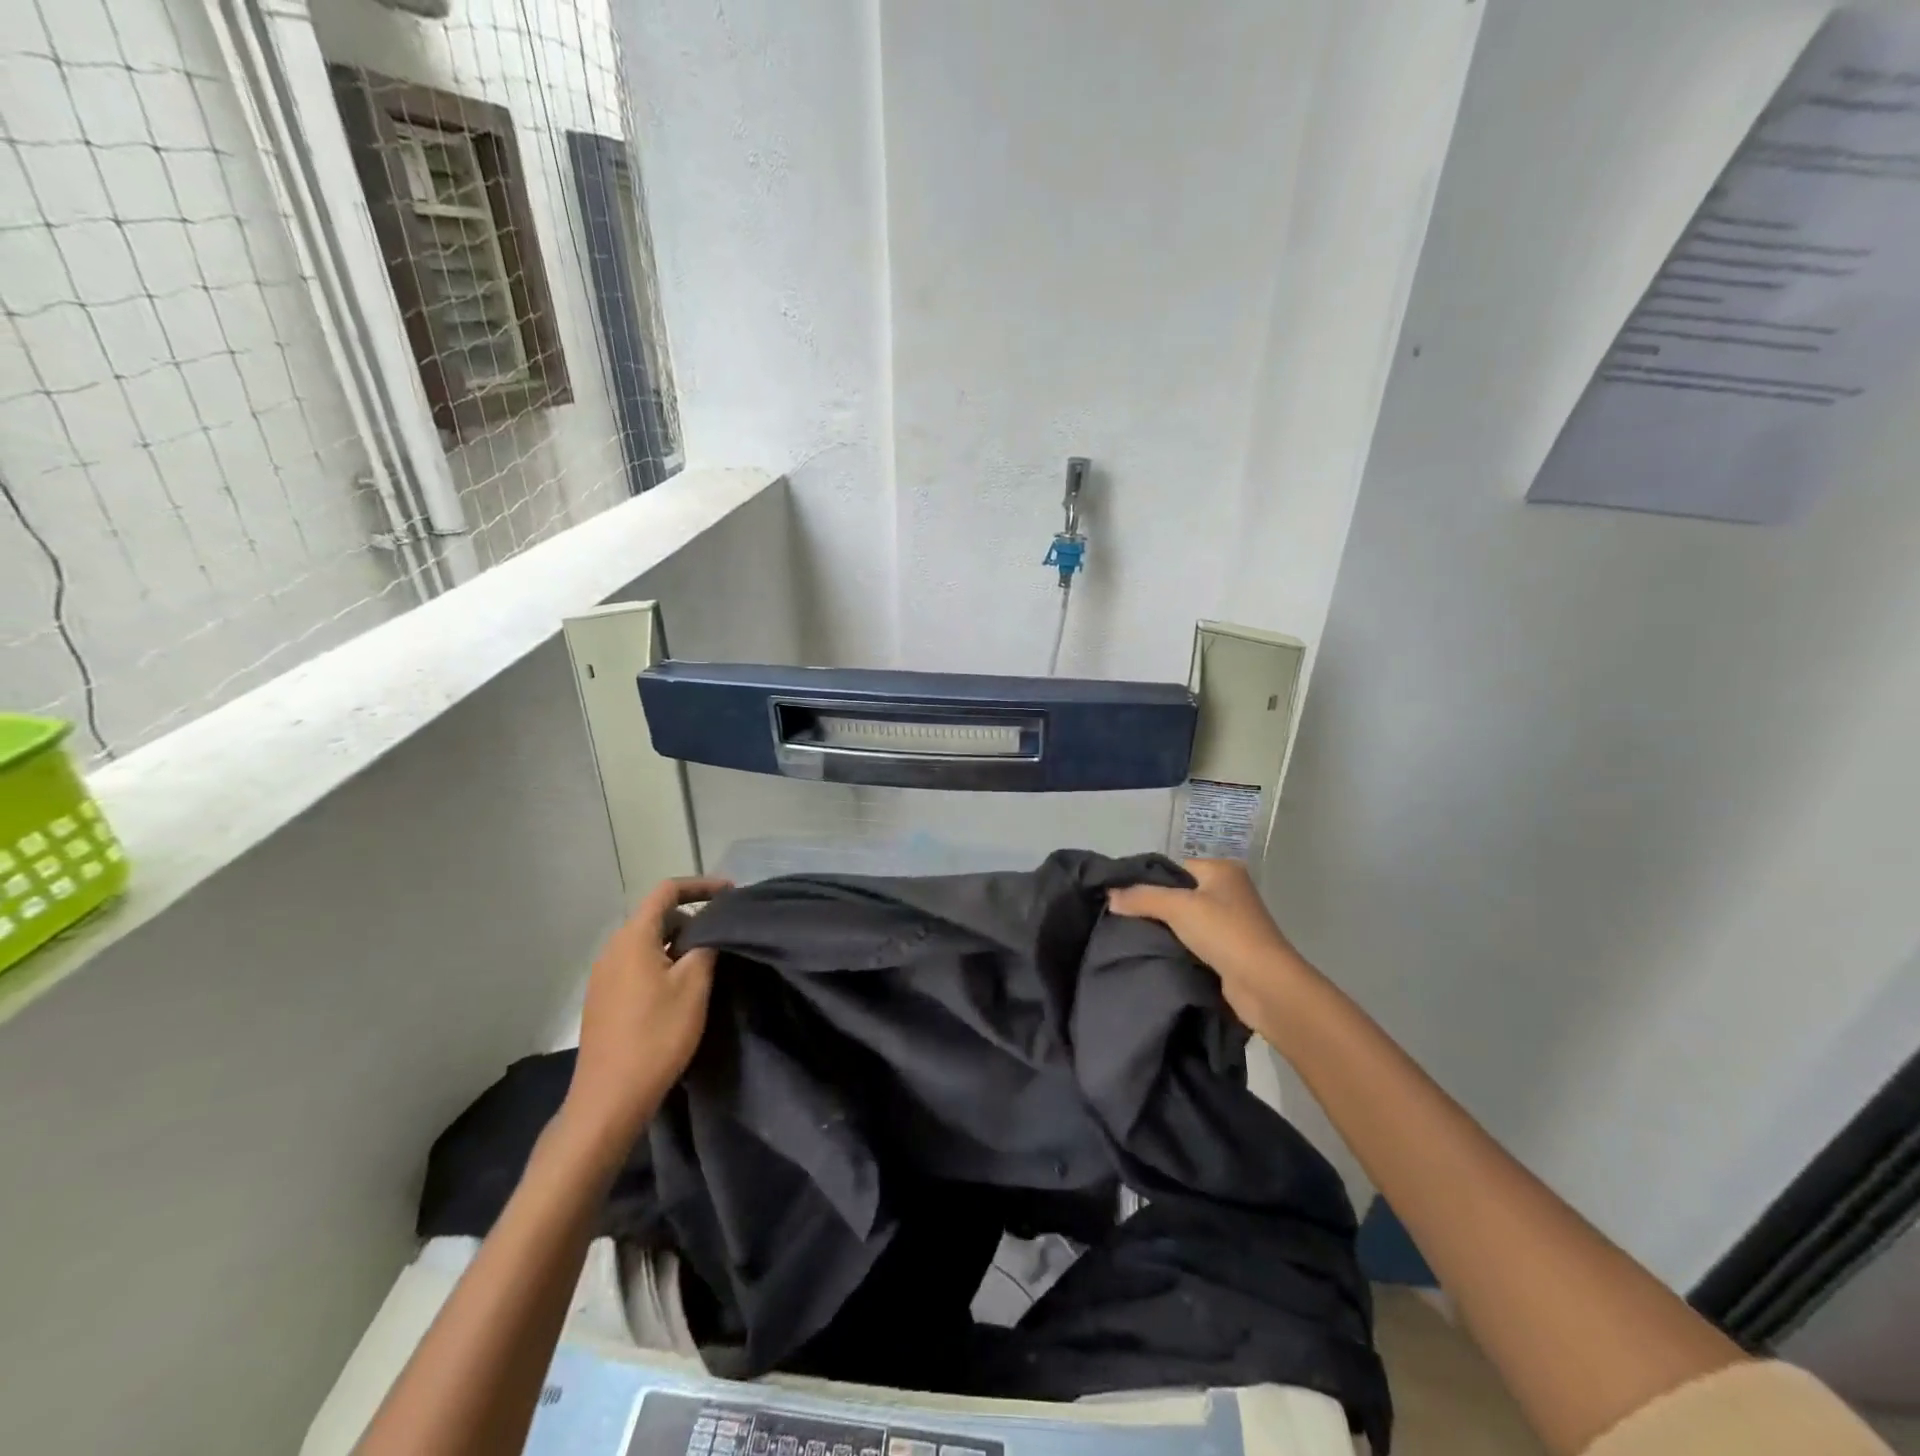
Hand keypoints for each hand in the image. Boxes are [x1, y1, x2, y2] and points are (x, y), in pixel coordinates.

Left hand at [562, 875, 732, 1150]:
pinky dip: (663, 964)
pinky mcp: (603, 1000)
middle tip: (724, 935)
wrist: (609, 1099)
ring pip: (647, 943)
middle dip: (693, 918)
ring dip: (678, 944)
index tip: (731, 894)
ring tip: (708, 963)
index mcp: (633, 938)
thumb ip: (706, 946)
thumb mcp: (694, 986)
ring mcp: (604, 976)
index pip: (667, 891)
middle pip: (656, 917)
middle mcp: (612, 950)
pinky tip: (681, 990)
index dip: (701, 885)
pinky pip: (637, 965)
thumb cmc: (656, 1036)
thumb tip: (710, 929)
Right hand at [1108, 859, 1311, 1035]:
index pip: (1175, 867)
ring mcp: (1231, 922)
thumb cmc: (1224, 933)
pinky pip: (1194, 942)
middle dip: (1154, 907)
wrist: (1265, 985)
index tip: (1121, 897)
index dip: (1148, 881)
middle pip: (1179, 893)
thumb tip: (1109, 895)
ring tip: (1134, 937)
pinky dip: (1178, 947)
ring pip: (1185, 920)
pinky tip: (1156, 954)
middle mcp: (1229, 891)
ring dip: (1166, 930)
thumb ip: (1141, 897)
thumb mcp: (1177, 907)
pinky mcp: (1230, 951)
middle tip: (1123, 918)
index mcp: (1222, 870)